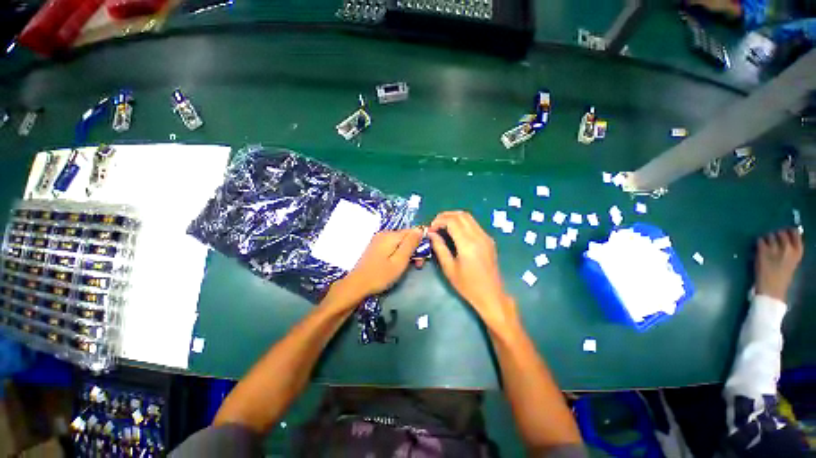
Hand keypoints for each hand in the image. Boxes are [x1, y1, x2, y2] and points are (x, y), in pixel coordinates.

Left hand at [332, 228, 422, 302]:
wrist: (357, 285)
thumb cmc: (381, 275)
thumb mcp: (400, 261)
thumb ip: (410, 244)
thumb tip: (420, 229)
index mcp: (391, 236)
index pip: (413, 232)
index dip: (420, 243)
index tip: (423, 257)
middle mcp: (384, 234)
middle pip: (406, 237)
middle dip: (414, 249)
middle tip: (417, 265)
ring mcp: (379, 240)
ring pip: (400, 242)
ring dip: (407, 252)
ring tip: (408, 266)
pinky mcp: (376, 246)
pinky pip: (392, 245)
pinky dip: (398, 253)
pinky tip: (397, 264)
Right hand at [429, 211, 518, 329]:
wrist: (491, 295)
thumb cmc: (468, 285)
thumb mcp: (449, 268)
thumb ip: (439, 248)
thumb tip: (431, 234)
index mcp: (468, 244)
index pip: (452, 221)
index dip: (438, 221)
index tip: (430, 229)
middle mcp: (478, 236)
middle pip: (461, 215)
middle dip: (445, 216)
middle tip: (435, 225)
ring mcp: (485, 237)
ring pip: (468, 217)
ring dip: (454, 218)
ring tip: (442, 226)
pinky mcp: (488, 240)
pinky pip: (474, 224)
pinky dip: (462, 223)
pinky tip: (454, 232)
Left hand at [755, 228, 803, 301]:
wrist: (772, 289)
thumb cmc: (782, 277)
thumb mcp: (792, 262)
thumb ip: (790, 250)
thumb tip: (786, 237)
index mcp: (798, 252)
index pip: (795, 233)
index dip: (788, 231)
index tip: (785, 232)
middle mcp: (787, 248)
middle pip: (781, 232)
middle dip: (776, 234)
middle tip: (772, 240)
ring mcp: (775, 249)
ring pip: (769, 235)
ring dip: (767, 238)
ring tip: (766, 246)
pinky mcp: (762, 251)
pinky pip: (760, 240)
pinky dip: (759, 243)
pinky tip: (759, 248)